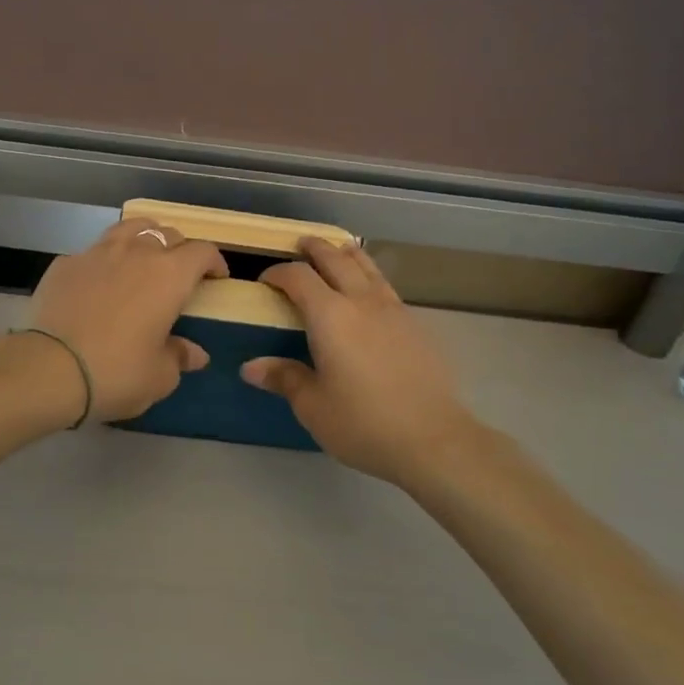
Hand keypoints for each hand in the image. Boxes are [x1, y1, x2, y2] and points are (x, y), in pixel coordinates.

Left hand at [27, 218, 228, 421]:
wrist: (48, 369)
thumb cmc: (116, 372)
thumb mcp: (159, 376)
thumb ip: (179, 357)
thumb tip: (195, 353)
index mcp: (169, 275)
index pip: (202, 252)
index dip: (213, 262)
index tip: (216, 278)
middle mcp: (136, 253)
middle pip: (167, 233)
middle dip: (179, 249)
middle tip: (179, 274)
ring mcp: (97, 253)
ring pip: (129, 229)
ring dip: (143, 239)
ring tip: (142, 259)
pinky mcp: (65, 263)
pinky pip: (93, 252)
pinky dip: (104, 260)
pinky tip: (99, 282)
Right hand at [241, 240, 476, 486]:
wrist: (433, 439)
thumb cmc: (363, 423)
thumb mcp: (313, 406)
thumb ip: (284, 378)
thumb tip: (250, 367)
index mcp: (330, 316)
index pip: (298, 277)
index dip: (278, 273)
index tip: (265, 281)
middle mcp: (361, 302)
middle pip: (336, 259)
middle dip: (315, 249)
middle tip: (300, 245)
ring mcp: (393, 310)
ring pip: (367, 266)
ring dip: (346, 254)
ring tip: (337, 250)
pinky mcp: (415, 325)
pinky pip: (386, 286)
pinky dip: (369, 276)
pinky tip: (368, 292)